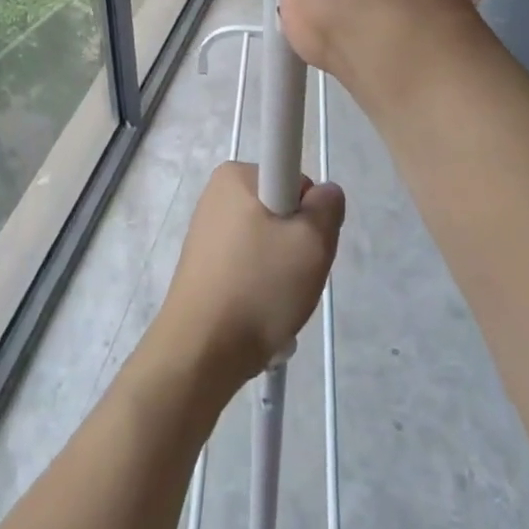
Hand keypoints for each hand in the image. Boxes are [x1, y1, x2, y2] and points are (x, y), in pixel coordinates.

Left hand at [153, 162, 343, 390]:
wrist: (201, 352)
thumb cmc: (258, 286)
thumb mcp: (312, 242)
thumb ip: (328, 206)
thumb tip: (324, 193)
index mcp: (235, 176)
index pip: (294, 178)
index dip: (310, 211)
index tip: (306, 242)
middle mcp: (216, 195)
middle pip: (282, 210)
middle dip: (297, 243)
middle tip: (296, 276)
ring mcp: (207, 231)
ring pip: (267, 242)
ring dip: (282, 271)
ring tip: (277, 301)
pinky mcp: (203, 264)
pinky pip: (248, 265)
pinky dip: (261, 286)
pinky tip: (260, 313)